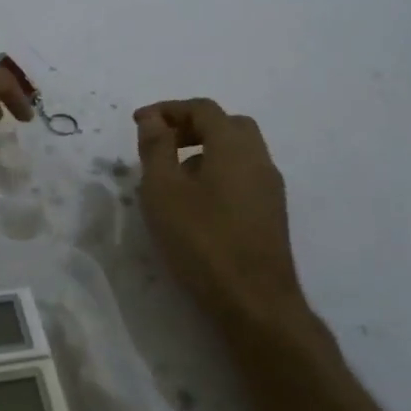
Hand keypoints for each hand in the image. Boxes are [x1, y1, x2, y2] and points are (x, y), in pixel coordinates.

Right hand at [135, 99, 311, 337]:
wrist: (254, 301)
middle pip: (227, 124)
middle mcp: (259, 159)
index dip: (168, 109)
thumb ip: (156, 148)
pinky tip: (195, 203)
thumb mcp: (164, 191)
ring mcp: (270, 188)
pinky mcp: (271, 213)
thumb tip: (153, 119)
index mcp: (234, 146)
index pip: (202, 108)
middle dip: (191, 126)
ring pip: (238, 152)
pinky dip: (218, 172)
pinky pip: (243, 175)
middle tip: (161, 143)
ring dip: (205, 151)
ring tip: (172, 177)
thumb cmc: (202, 240)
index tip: (139, 123)